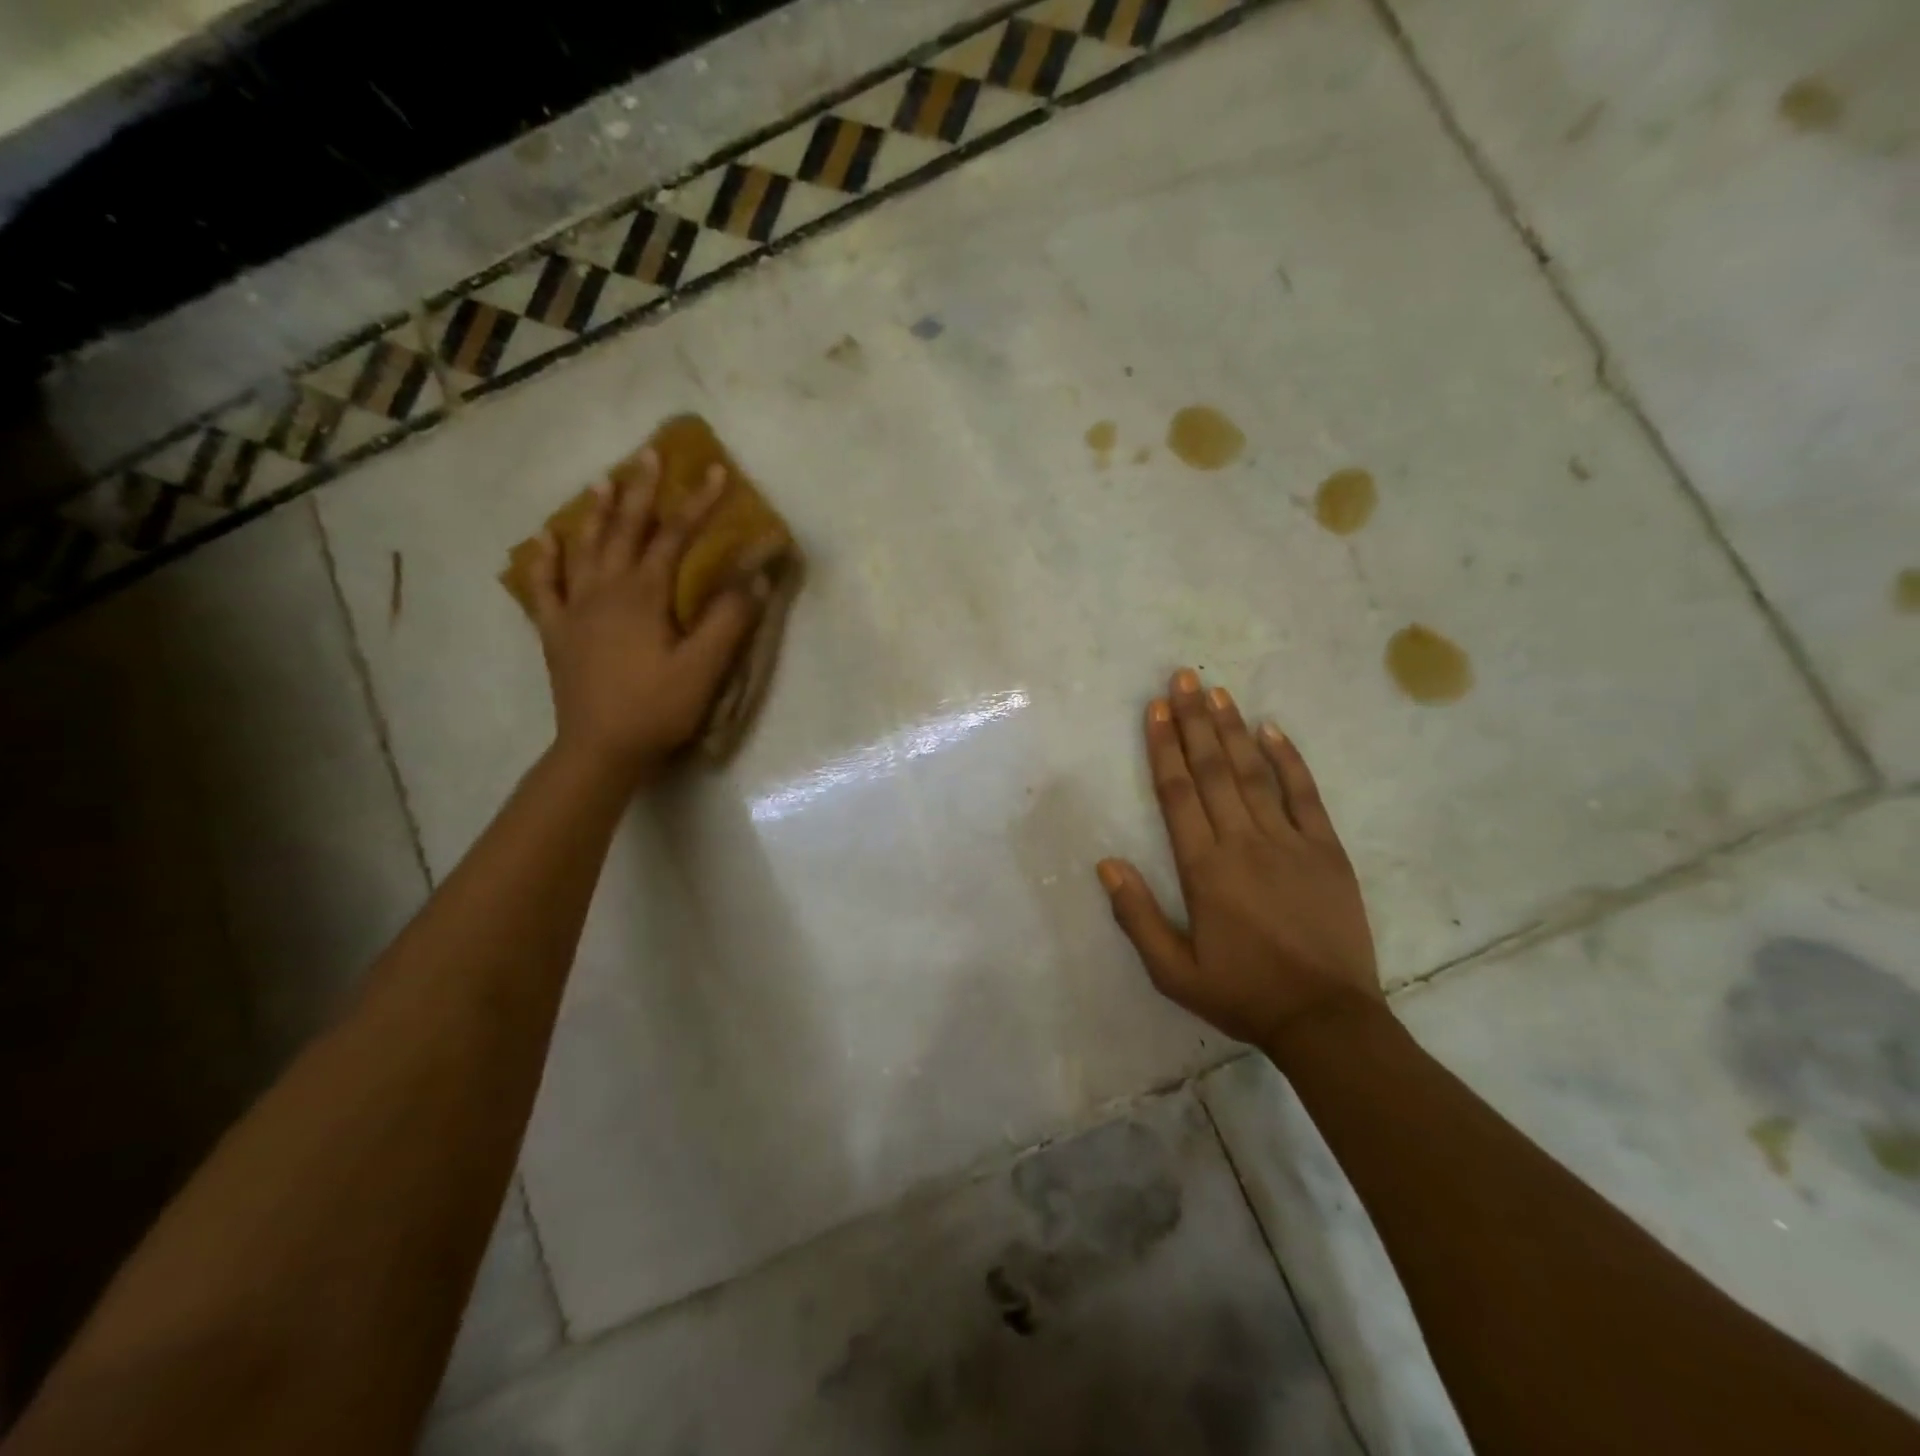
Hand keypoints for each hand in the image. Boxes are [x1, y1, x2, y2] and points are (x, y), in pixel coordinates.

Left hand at [527, 450, 760, 784]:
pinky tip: (544, 540)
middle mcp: (605, 590)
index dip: (697, 503)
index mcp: (643, 595)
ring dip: (596, 513)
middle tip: (649, 455)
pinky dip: (545, 560)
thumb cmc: (657, 709)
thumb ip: (729, 620)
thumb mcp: (703, 668)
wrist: (600, 750)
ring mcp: (575, 610)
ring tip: (603, 481)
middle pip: (625, 530)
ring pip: (585, 548)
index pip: (674, 537)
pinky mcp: (556, 632)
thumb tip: (754, 578)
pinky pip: (545, 587)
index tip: (716, 472)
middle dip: (642, 491)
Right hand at [1097, 668, 1382, 1046]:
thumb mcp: (1173, 971)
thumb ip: (1137, 917)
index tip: (1156, 709)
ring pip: (1254, 774)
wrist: (1326, 1019)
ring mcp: (1289, 843)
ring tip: (1217, 692)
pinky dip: (1289, 760)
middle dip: (1194, 721)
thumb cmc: (1242, 994)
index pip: (1177, 794)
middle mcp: (1243, 843)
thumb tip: (1106, 864)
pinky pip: (1305, 795)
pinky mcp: (1326, 851)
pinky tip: (1273, 730)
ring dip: (1232, 730)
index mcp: (1204, 869)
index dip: (1164, 748)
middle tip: (1183, 678)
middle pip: (1212, 771)